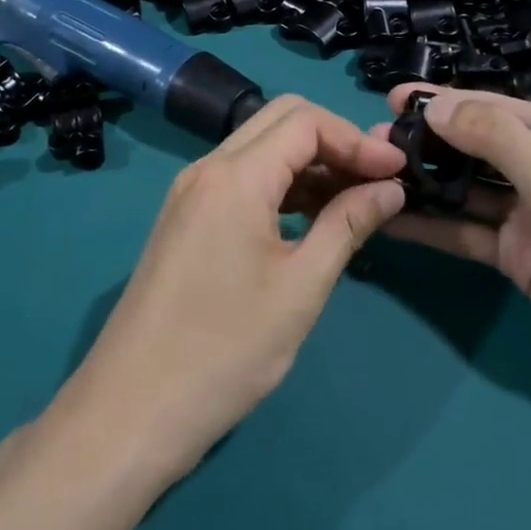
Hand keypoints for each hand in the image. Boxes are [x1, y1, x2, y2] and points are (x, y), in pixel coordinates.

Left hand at [55, 96, 407, 485]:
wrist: (133, 408)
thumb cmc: (226, 350)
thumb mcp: (301, 287)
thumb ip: (347, 224)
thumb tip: (390, 188)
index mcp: (234, 177)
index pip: (306, 121)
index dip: (357, 139)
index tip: (398, 173)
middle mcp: (207, 169)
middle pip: (280, 121)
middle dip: (335, 141)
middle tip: (377, 180)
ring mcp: (190, 193)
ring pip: (260, 149)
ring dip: (309, 163)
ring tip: (354, 201)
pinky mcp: (185, 218)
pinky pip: (241, 179)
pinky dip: (281, 185)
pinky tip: (312, 218)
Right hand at [377, 85, 530, 414]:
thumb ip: (497, 141)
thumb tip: (436, 107)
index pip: (495, 110)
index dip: (444, 103)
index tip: (392, 100)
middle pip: (476, 148)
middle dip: (428, 143)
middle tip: (372, 144)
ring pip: (466, 191)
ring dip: (425, 183)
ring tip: (371, 176)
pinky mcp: (519, 257)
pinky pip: (467, 233)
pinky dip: (433, 226)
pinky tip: (392, 220)